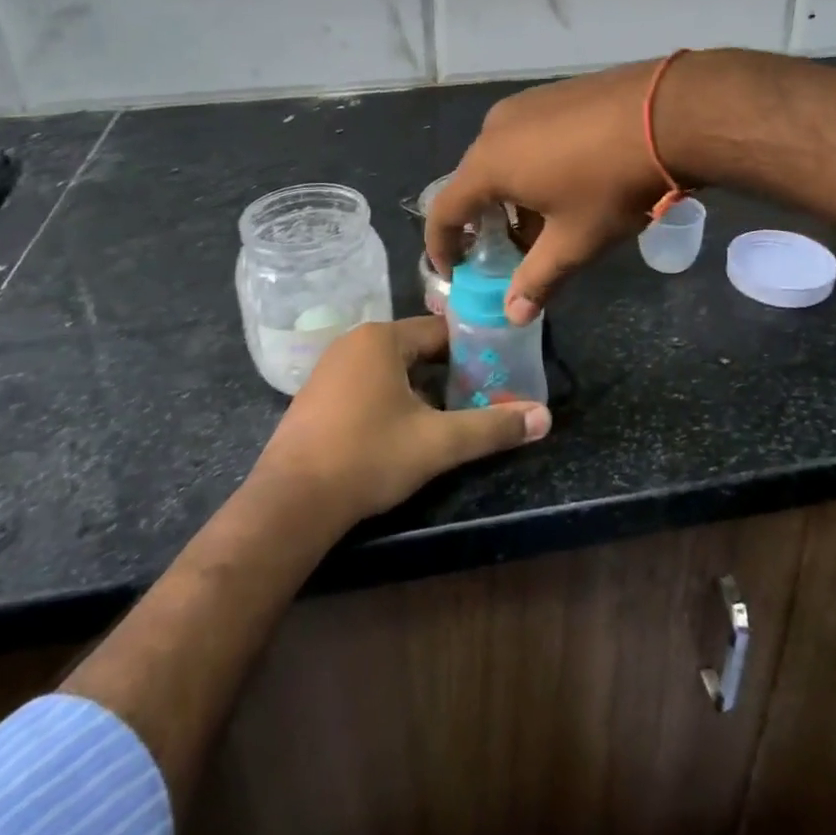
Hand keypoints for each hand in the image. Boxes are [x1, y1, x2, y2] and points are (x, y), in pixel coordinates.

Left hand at [249, 316, 550, 525]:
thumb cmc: (368, 457)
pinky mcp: (315, 397)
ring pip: (391, 369)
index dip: (474, 350)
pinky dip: (390, 400)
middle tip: (478, 398)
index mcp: (382, 338)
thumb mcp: (438, 443)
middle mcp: (354, 342)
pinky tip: (401, 432)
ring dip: (420, 389)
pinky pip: (366, 385)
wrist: (290, 503)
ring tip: (446, 418)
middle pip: (416, 349)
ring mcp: (329, 369)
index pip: (442, 331)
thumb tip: (545, 417)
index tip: (498, 372)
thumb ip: (492, 427)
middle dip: (448, 373)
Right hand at [428, 58, 681, 322]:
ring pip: (501, 157)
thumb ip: (538, 279)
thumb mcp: (575, 241)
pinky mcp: (553, 92)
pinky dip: (530, 165)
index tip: (454, 269)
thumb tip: (513, 314)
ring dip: (511, 194)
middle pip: (474, 182)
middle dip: (484, 222)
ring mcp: (525, 104)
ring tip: (543, 221)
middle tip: (507, 252)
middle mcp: (495, 128)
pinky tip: (565, 182)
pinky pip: (525, 136)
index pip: (444, 210)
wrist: (668, 114)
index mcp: (488, 164)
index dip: (442, 245)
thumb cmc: (611, 185)